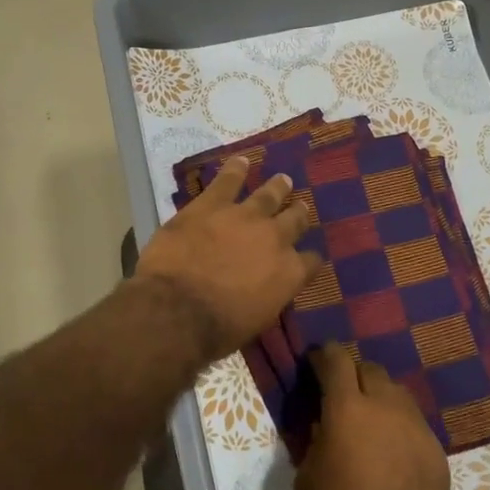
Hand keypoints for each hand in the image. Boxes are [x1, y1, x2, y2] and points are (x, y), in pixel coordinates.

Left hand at [133, 156, 319, 364]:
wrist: (178, 310)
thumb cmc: (217, 329)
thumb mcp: (256, 320)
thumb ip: (268, 297)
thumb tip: (265, 289)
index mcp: (289, 273)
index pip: (311, 261)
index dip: (310, 258)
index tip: (308, 257)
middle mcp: (274, 239)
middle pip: (294, 220)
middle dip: (298, 214)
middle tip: (300, 208)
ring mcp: (244, 216)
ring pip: (267, 195)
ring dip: (277, 187)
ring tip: (283, 180)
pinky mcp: (211, 204)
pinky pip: (228, 180)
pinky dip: (235, 169)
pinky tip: (240, 161)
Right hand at [295, 344, 450, 489]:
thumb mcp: (307, 476)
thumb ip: (315, 439)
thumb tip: (324, 424)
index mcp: (347, 407)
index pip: (336, 359)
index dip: (323, 355)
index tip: (315, 362)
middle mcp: (386, 406)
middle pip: (370, 369)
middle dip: (353, 375)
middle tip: (341, 396)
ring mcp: (416, 426)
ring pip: (396, 393)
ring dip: (379, 398)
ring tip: (369, 422)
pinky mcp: (436, 450)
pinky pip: (413, 424)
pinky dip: (398, 427)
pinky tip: (391, 452)